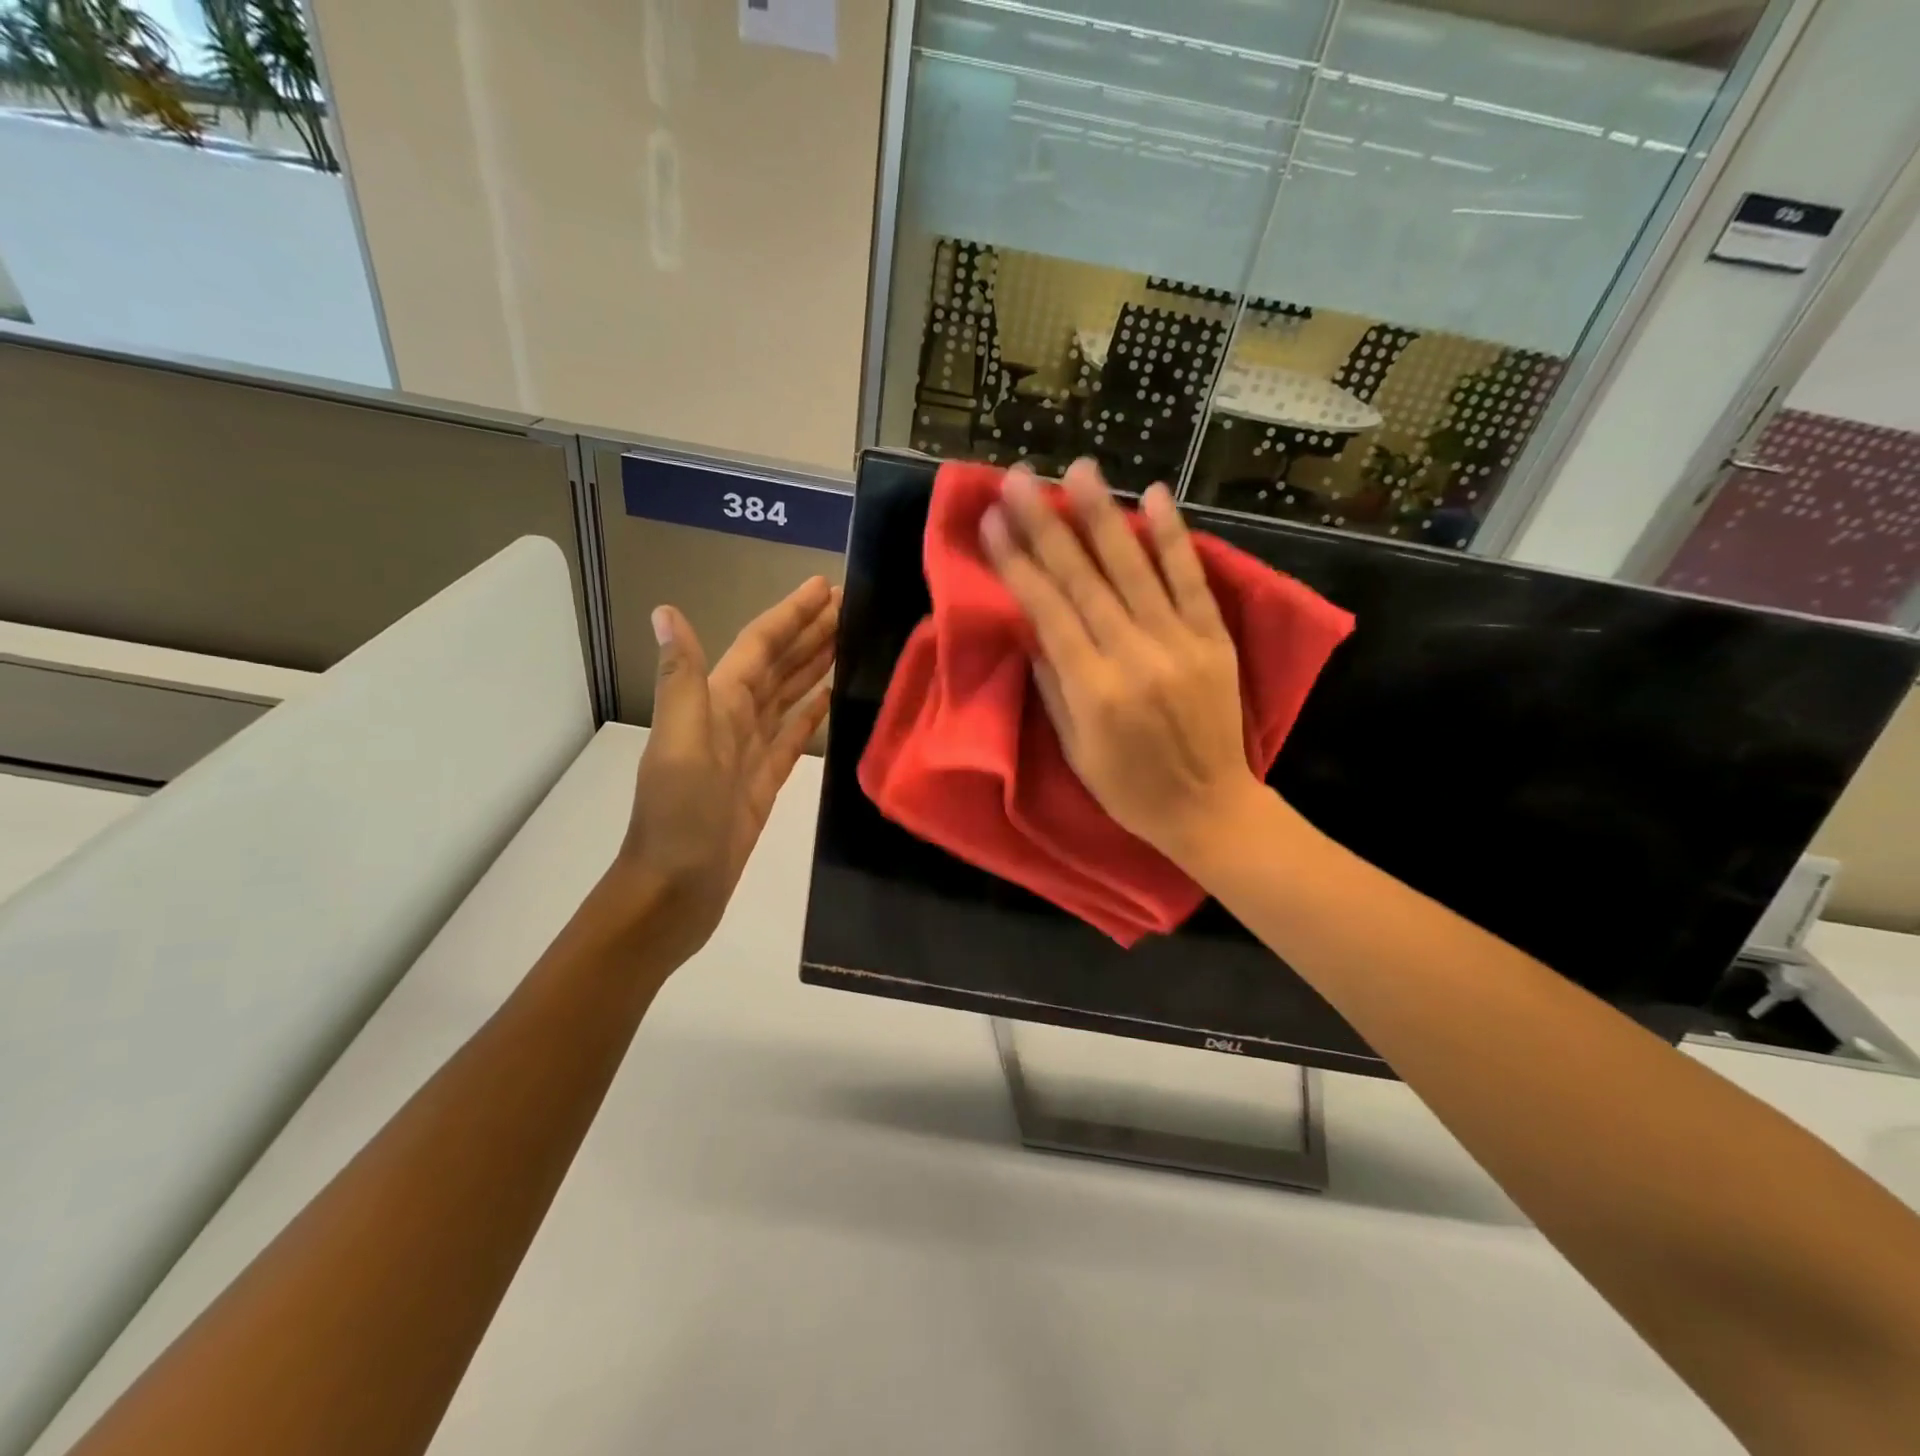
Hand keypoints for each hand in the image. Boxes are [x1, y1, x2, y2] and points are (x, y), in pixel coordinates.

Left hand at [610, 576, 838, 962]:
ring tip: (850, 640)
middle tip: (852, 604)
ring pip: (790, 695)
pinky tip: (832, 696)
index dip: (791, 614)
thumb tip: (666, 611)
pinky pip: (794, 734)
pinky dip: (812, 712)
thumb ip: (682, 680)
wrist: (675, 891)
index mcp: (716, 703)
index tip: (826, 586)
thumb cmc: (679, 819)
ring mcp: (751, 749)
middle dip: (811, 632)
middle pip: (779, 664)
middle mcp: (733, 718)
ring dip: (815, 665)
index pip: (760, 645)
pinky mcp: (766, 779)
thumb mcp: (680, 746)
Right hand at [981, 459, 1260, 864]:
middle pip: (1083, 580)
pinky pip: (1191, 581)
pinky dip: (1175, 538)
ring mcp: (1179, 643)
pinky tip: (1157, 496)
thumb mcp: (1074, 749)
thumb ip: (1053, 685)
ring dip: (1104, 515)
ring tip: (1080, 469)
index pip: (1048, 612)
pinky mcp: (1213, 639)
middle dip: (1046, 524)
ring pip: (1134, 569)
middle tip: (1020, 478)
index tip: (991, 522)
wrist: (1209, 808)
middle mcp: (1134, 657)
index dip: (1016, 563)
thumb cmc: (1129, 789)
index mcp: (1094, 690)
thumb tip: (1033, 628)